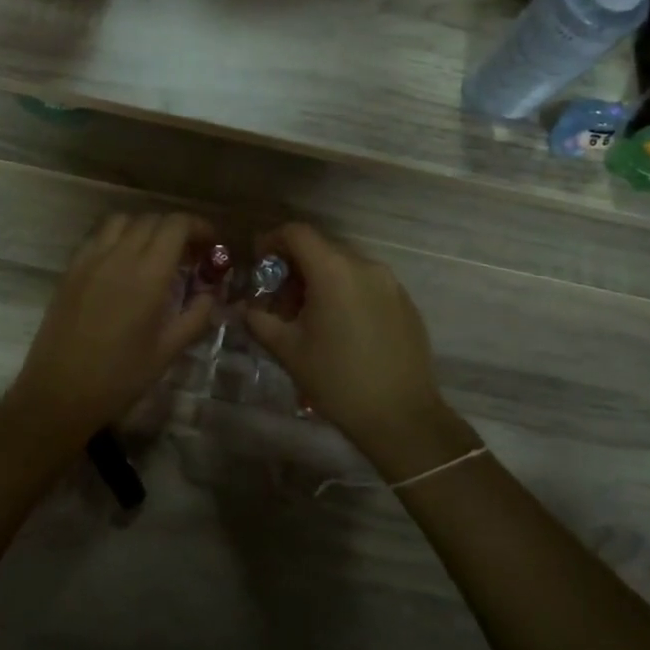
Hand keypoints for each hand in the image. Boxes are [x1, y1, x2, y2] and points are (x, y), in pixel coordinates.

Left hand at [4, 211, 217, 442]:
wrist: (60, 391)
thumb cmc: (120, 377)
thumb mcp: (169, 350)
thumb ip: (196, 315)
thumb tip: (211, 292)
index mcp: (148, 275)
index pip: (176, 225)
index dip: (198, 227)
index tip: (211, 243)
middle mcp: (119, 256)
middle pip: (152, 219)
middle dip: (176, 229)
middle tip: (188, 253)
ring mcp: (90, 259)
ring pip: (122, 221)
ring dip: (144, 228)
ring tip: (154, 253)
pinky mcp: (71, 268)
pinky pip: (98, 236)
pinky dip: (117, 237)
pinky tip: (122, 263)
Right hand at [240, 224, 471, 475]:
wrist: (401, 417)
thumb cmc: (337, 380)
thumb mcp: (288, 350)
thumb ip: (259, 320)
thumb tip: (244, 307)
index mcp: (333, 271)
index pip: (297, 233)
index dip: (272, 241)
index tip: (258, 263)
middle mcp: (364, 266)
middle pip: (321, 248)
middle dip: (294, 267)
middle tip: (279, 300)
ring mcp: (390, 283)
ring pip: (345, 266)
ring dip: (320, 280)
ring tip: (309, 317)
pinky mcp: (405, 302)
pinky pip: (367, 284)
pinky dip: (346, 292)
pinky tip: (340, 328)